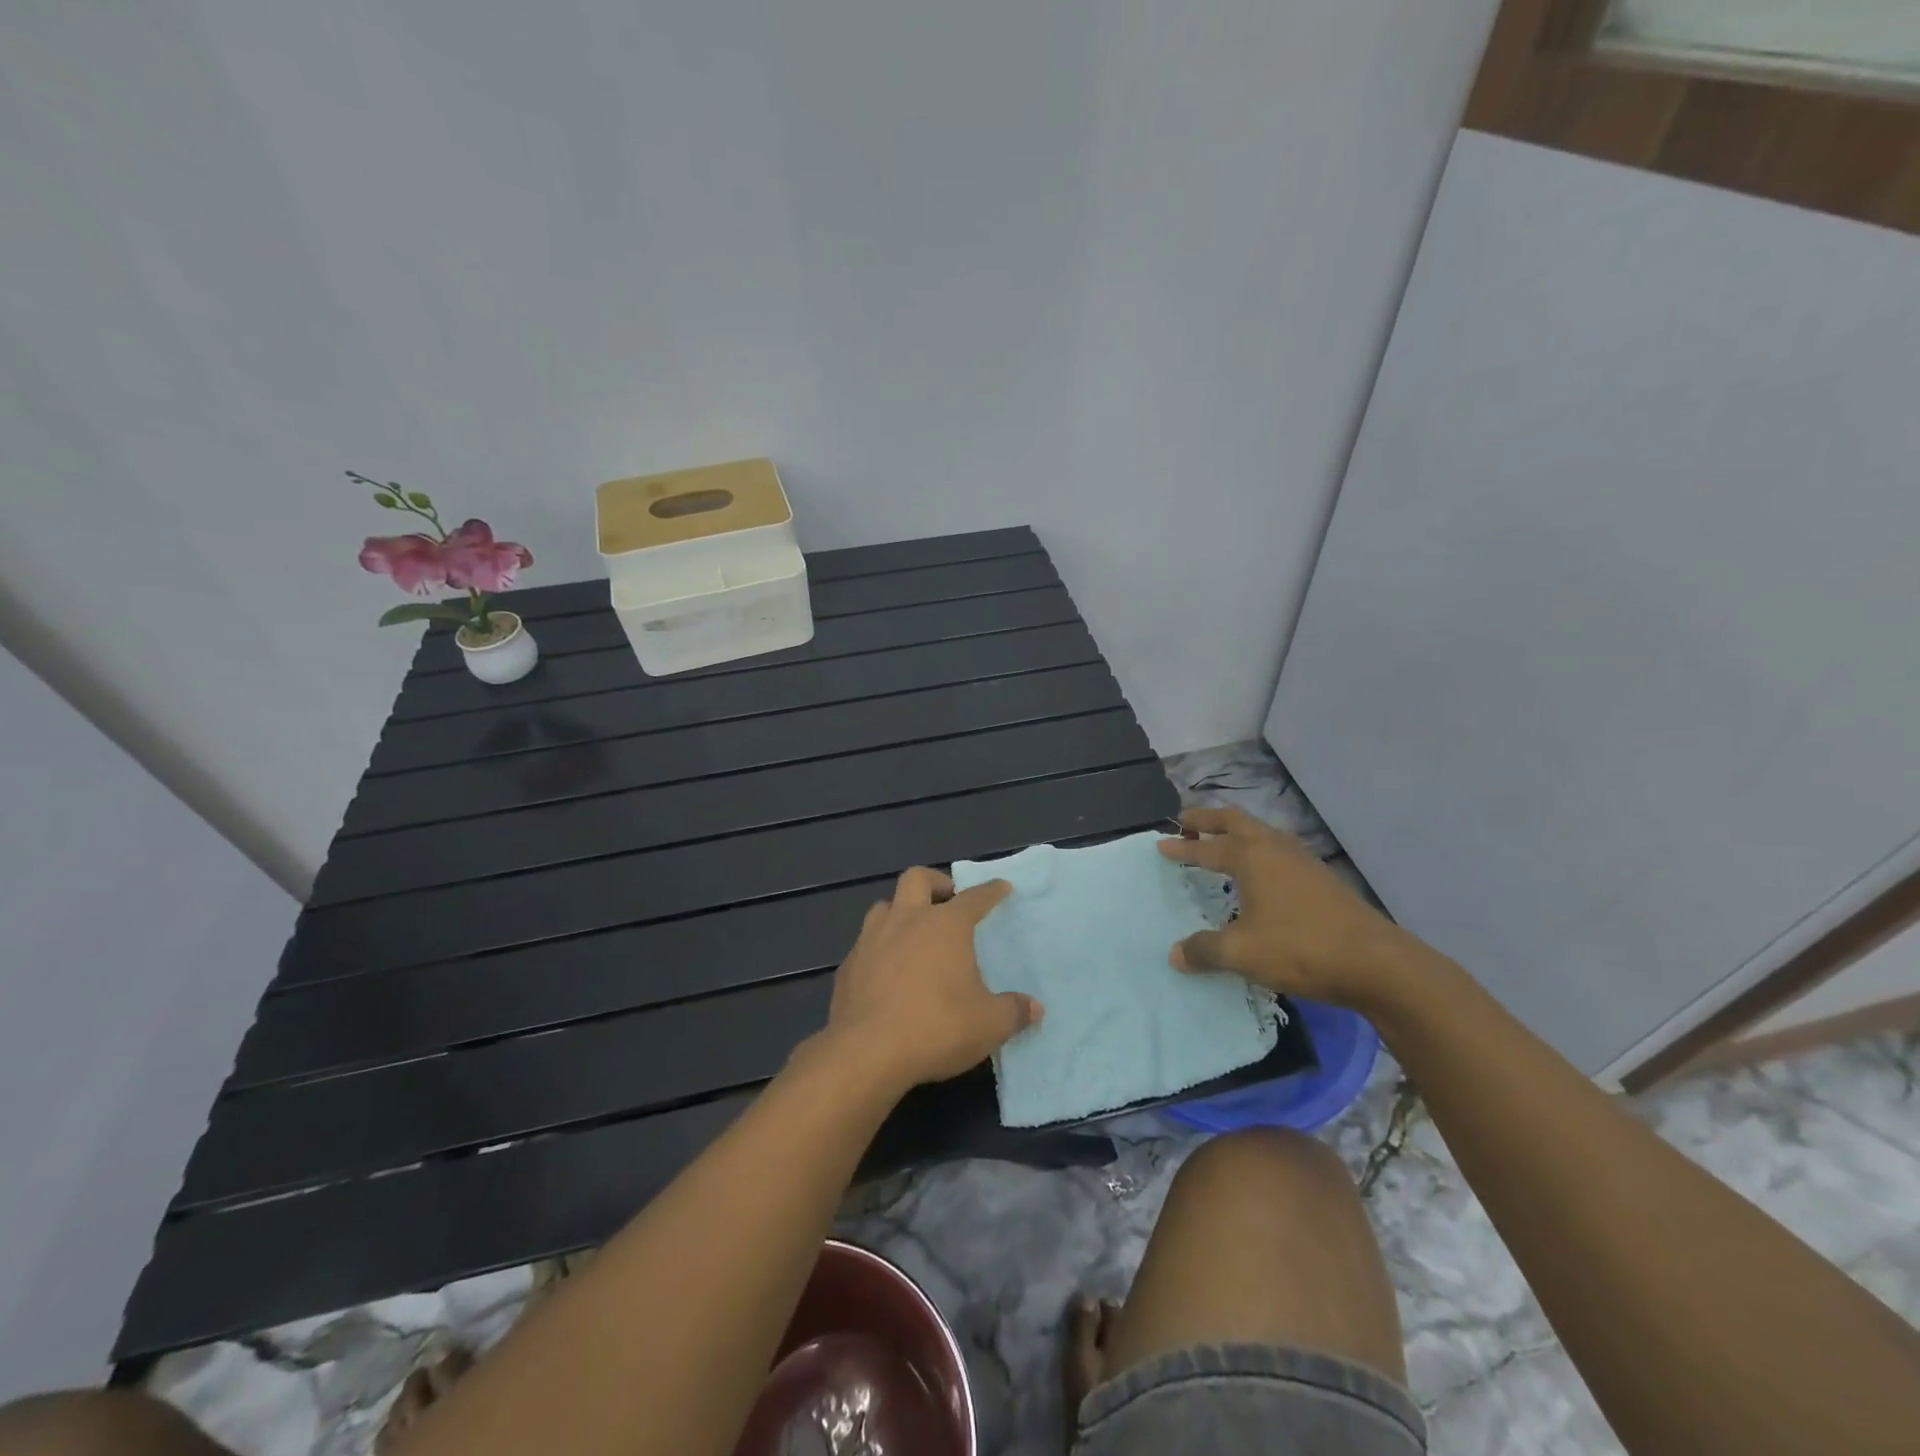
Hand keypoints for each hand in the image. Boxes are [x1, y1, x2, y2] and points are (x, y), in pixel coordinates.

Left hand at [819, 867, 1042, 1091]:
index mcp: (945, 925)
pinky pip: (865, 944)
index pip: (974, 898)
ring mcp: (871, 940)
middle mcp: (906, 920)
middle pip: (917, 878)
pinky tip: (886, 972)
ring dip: (901, 911)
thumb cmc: (937, 1027)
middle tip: (948, 899)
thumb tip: (1034, 1008)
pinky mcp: (847, 966)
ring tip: (913, 932)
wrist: (867, 1052)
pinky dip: (879, 948)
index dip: (990, 891)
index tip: (1001, 887)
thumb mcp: (989, 1025)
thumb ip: (1014, 1012)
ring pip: (884, 906)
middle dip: (936, 882)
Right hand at [1156, 807, 1413, 1007]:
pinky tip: (1262, 874)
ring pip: (1262, 833)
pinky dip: (1259, 851)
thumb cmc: (1300, 948)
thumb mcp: (1241, 953)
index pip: (1206, 847)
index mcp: (1251, 857)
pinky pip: (1279, 851)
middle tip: (1185, 821)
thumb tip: (1175, 954)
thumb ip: (1204, 950)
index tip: (1161, 844)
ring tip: (1222, 842)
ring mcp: (1303, 861)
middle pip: (1236, 821)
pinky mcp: (1322, 879)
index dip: (1182, 847)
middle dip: (1208, 819)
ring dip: (1237, 832)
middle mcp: (1275, 849)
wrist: (1377, 964)